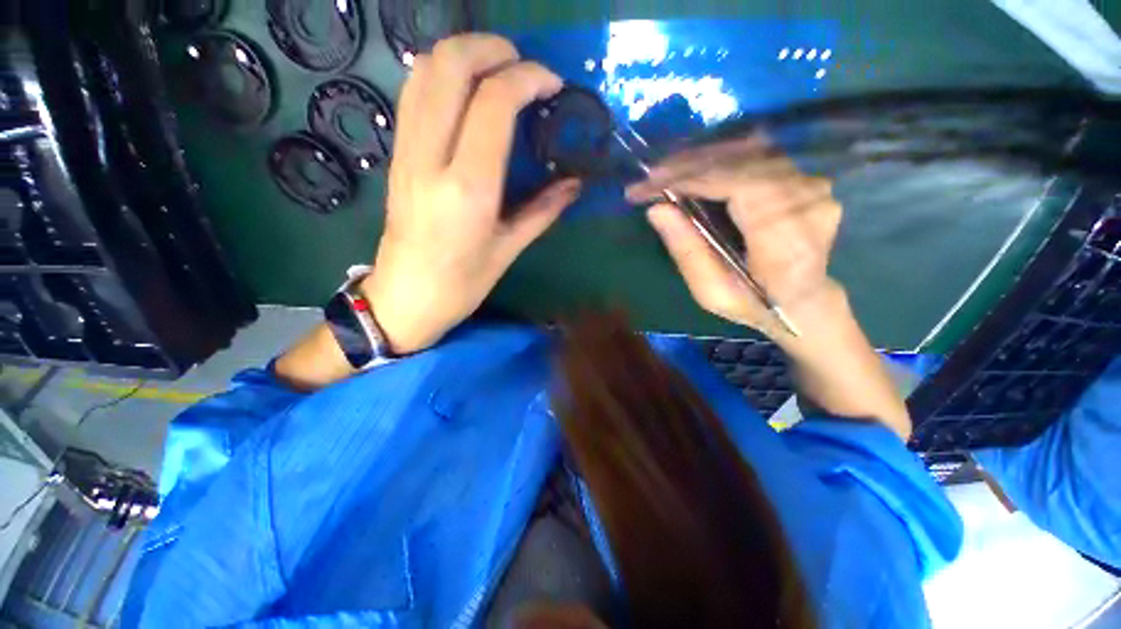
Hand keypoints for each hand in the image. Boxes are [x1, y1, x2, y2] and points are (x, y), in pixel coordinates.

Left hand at [362, 34, 581, 353]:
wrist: (406, 297)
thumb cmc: (463, 283)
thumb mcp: (509, 250)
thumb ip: (543, 210)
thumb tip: (574, 184)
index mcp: (469, 189)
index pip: (493, 103)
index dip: (527, 79)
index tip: (552, 84)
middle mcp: (431, 158)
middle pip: (450, 65)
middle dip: (492, 49)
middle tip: (524, 67)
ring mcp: (406, 152)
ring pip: (424, 69)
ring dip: (464, 55)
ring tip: (497, 74)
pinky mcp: (396, 154)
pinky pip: (413, 93)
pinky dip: (441, 75)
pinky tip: (465, 93)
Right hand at [626, 135, 841, 341]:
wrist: (804, 302)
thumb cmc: (755, 305)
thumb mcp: (712, 292)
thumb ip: (687, 252)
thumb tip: (656, 210)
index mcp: (785, 237)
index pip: (737, 184)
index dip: (689, 180)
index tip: (648, 186)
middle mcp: (807, 201)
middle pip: (742, 161)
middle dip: (688, 165)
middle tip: (649, 177)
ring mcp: (810, 185)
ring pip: (749, 152)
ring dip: (702, 158)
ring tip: (665, 171)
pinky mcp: (804, 179)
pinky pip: (757, 156)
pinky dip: (720, 159)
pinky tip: (694, 168)